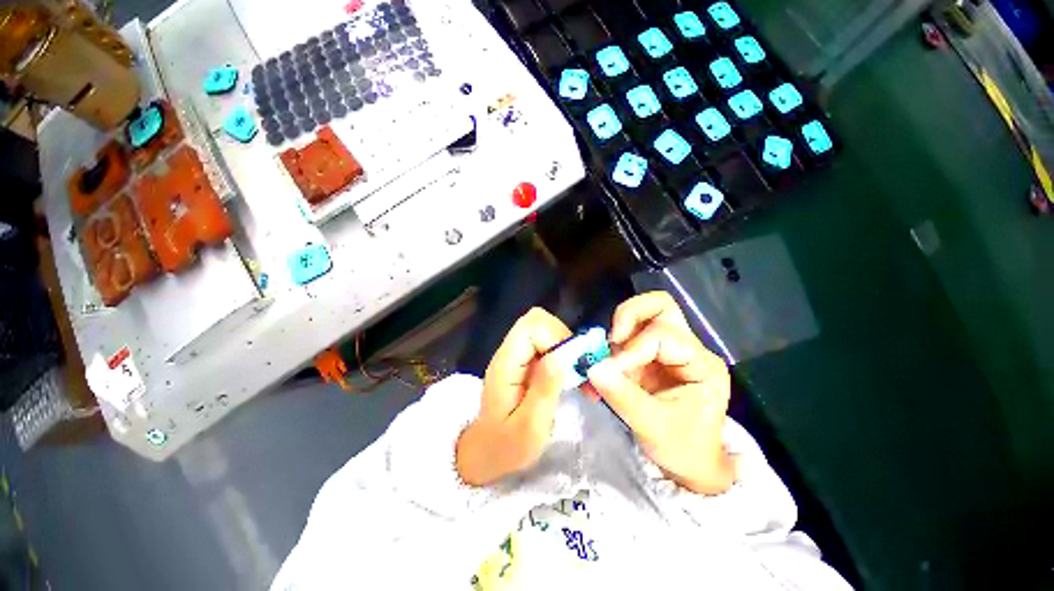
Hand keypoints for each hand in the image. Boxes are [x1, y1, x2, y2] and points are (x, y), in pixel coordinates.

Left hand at [456, 308, 571, 485]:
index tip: (574, 367)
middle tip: (580, 370)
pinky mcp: (525, 362)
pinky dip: (566, 356)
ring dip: (568, 348)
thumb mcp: (530, 428)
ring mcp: (517, 355)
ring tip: (581, 377)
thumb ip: (544, 390)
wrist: (485, 452)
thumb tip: (562, 355)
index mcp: (506, 363)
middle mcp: (510, 352)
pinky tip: (575, 378)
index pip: (532, 326)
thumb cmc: (506, 446)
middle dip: (565, 340)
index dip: (557, 338)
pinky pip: (548, 345)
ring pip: (546, 330)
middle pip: (539, 320)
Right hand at [587, 292, 735, 494]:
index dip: (632, 349)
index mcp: (701, 364)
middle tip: (611, 340)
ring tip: (604, 358)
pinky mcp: (649, 357)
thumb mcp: (653, 427)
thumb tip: (591, 368)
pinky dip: (609, 348)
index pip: (663, 336)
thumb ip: (622, 396)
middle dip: (629, 316)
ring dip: (618, 331)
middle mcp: (687, 348)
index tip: (608, 370)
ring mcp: (667, 350)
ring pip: (642, 315)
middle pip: (660, 306)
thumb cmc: (683, 449)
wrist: (689, 463)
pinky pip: (626, 337)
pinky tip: (600, 370)